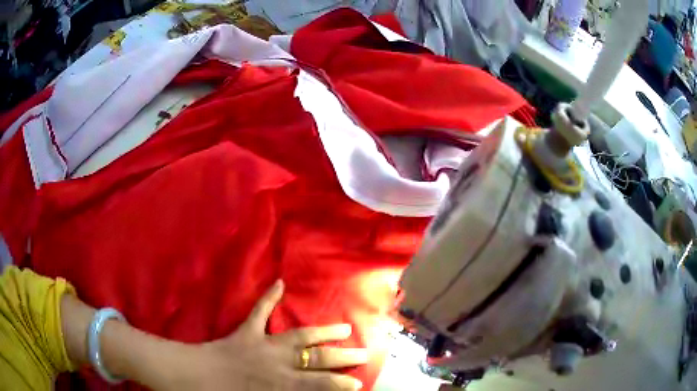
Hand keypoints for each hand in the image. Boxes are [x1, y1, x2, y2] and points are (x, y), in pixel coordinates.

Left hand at [173, 280, 367, 389]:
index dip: (339, 385)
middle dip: (342, 358)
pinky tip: (280, 284)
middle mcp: (276, 363)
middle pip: (315, 359)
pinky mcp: (245, 333)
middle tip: (364, 353)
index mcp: (278, 384)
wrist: (191, 377)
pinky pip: (258, 313)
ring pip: (298, 337)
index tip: (358, 384)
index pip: (317, 385)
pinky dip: (268, 298)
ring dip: (322, 333)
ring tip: (345, 328)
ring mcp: (262, 345)